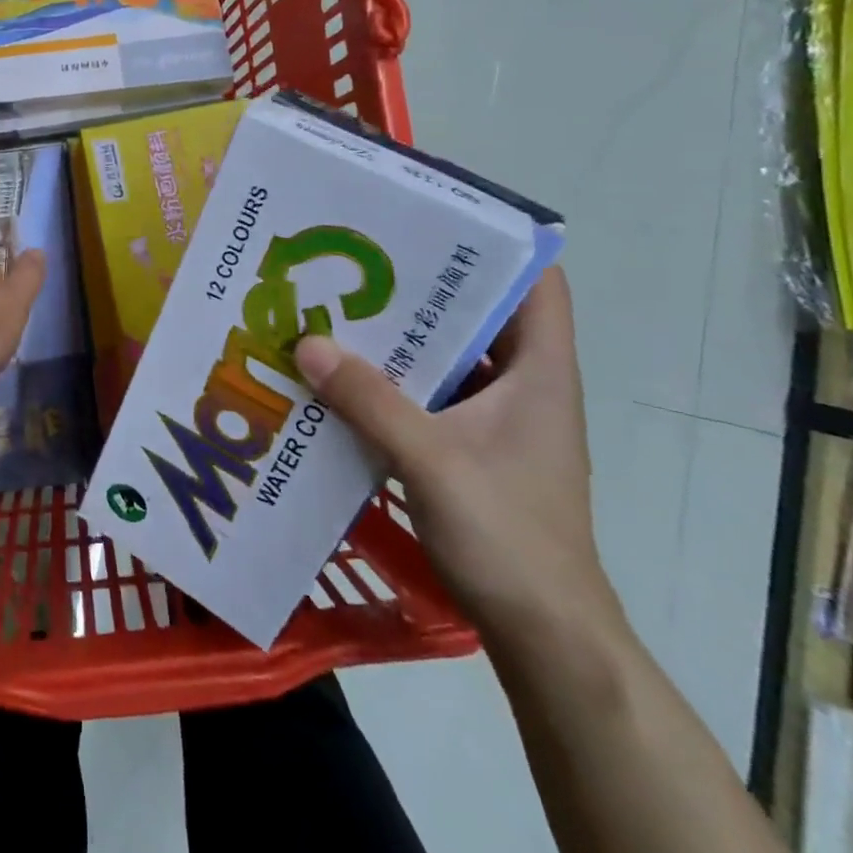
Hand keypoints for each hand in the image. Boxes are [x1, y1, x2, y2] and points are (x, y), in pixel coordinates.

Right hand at [293, 268, 622, 647]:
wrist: (546, 636)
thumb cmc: (510, 537)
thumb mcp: (433, 461)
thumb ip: (371, 401)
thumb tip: (307, 343)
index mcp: (539, 372)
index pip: (537, 281)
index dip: (494, 241)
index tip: (429, 216)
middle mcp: (524, 384)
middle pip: (479, 310)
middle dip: (422, 282)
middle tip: (356, 256)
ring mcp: (498, 418)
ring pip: (450, 353)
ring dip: (401, 333)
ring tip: (339, 304)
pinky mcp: (472, 446)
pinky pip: (430, 391)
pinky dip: (393, 377)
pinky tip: (343, 373)